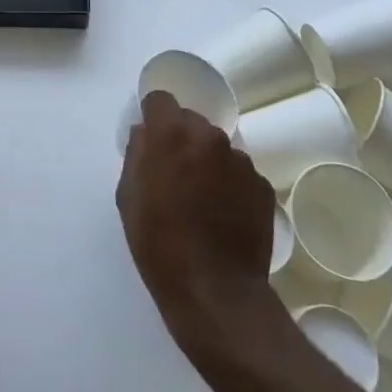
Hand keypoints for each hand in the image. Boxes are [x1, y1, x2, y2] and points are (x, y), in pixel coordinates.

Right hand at [117, 91, 279, 364]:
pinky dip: (230, 185)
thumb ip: (136, 154)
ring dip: (208, 162)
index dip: (154, 117)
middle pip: (191, 121)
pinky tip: (224, 216)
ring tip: (203, 201)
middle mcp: (209, 136)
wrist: (215, 292)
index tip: (151, 140)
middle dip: (181, 139)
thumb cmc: (159, 244)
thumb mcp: (128, 197)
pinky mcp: (262, 185)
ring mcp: (240, 160)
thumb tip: (146, 135)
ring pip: (217, 148)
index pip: (160, 99)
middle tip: (175, 175)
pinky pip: (239, 173)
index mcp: (170, 134)